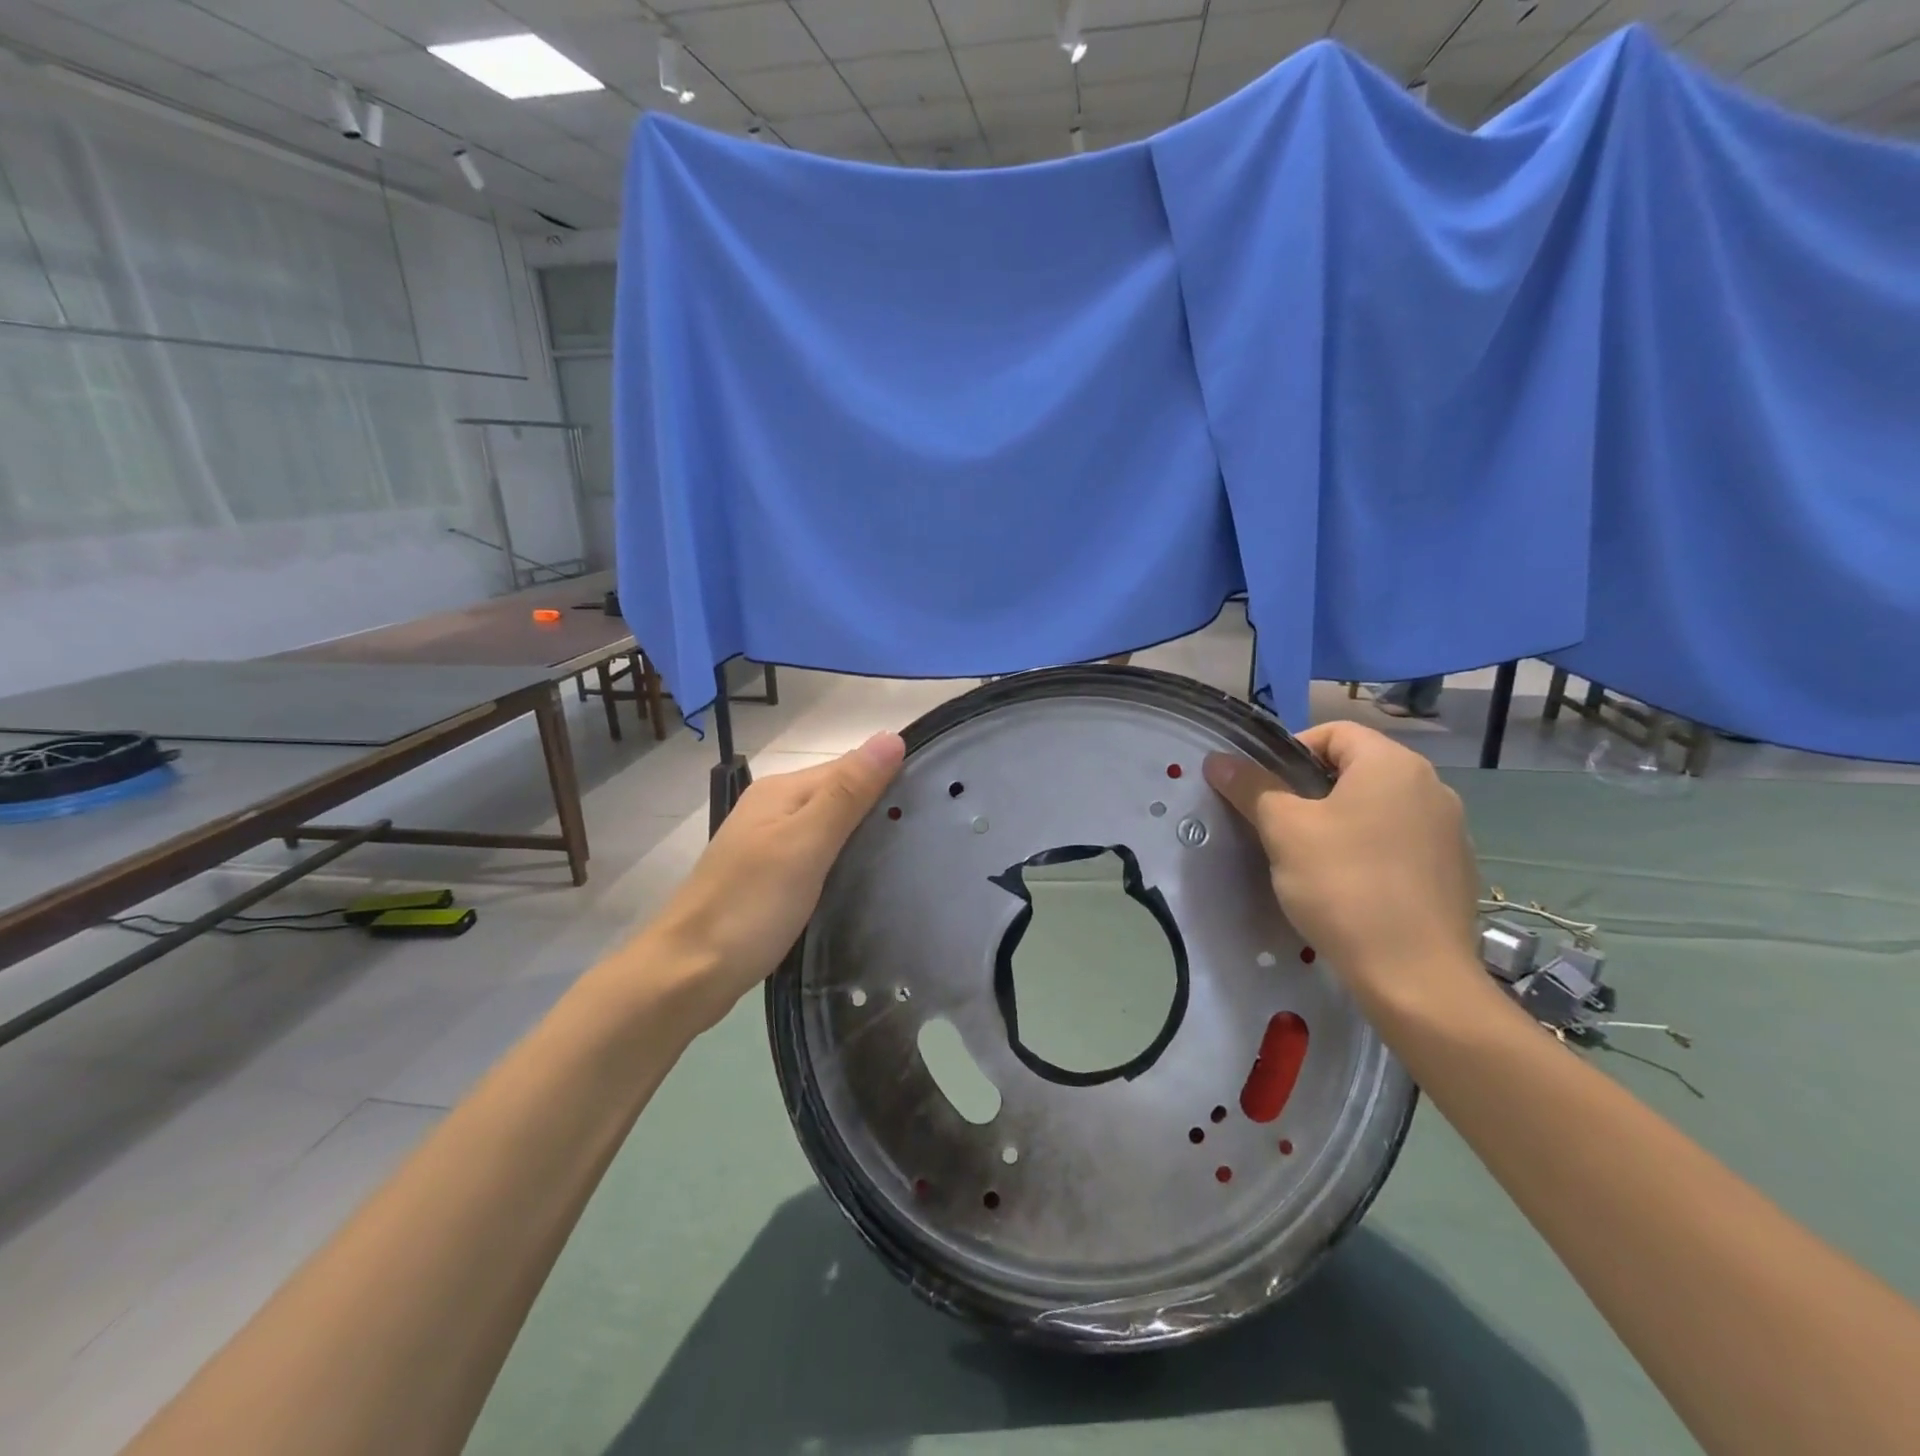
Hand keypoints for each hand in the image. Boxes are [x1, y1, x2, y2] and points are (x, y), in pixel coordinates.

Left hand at [649, 732, 905, 1028]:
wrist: (687, 974)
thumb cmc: (750, 906)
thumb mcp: (806, 844)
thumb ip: (848, 792)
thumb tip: (891, 737)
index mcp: (782, 790)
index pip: (850, 766)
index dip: (889, 779)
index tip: (935, 803)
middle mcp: (772, 807)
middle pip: (839, 794)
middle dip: (879, 808)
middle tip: (928, 836)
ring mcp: (766, 844)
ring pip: (828, 827)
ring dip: (861, 836)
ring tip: (905, 857)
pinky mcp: (766, 878)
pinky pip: (816, 855)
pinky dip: (841, 861)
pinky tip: (862, 880)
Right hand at [1203, 721, 1483, 1013]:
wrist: (1416, 977)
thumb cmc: (1343, 886)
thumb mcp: (1284, 831)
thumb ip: (1251, 787)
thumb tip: (1218, 760)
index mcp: (1392, 764)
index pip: (1334, 732)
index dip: (1289, 751)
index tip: (1264, 790)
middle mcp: (1431, 786)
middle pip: (1357, 769)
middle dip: (1312, 790)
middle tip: (1280, 826)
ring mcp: (1451, 830)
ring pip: (1379, 807)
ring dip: (1341, 821)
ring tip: (1312, 860)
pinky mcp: (1456, 871)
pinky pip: (1402, 842)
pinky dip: (1372, 851)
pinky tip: (1352, 888)